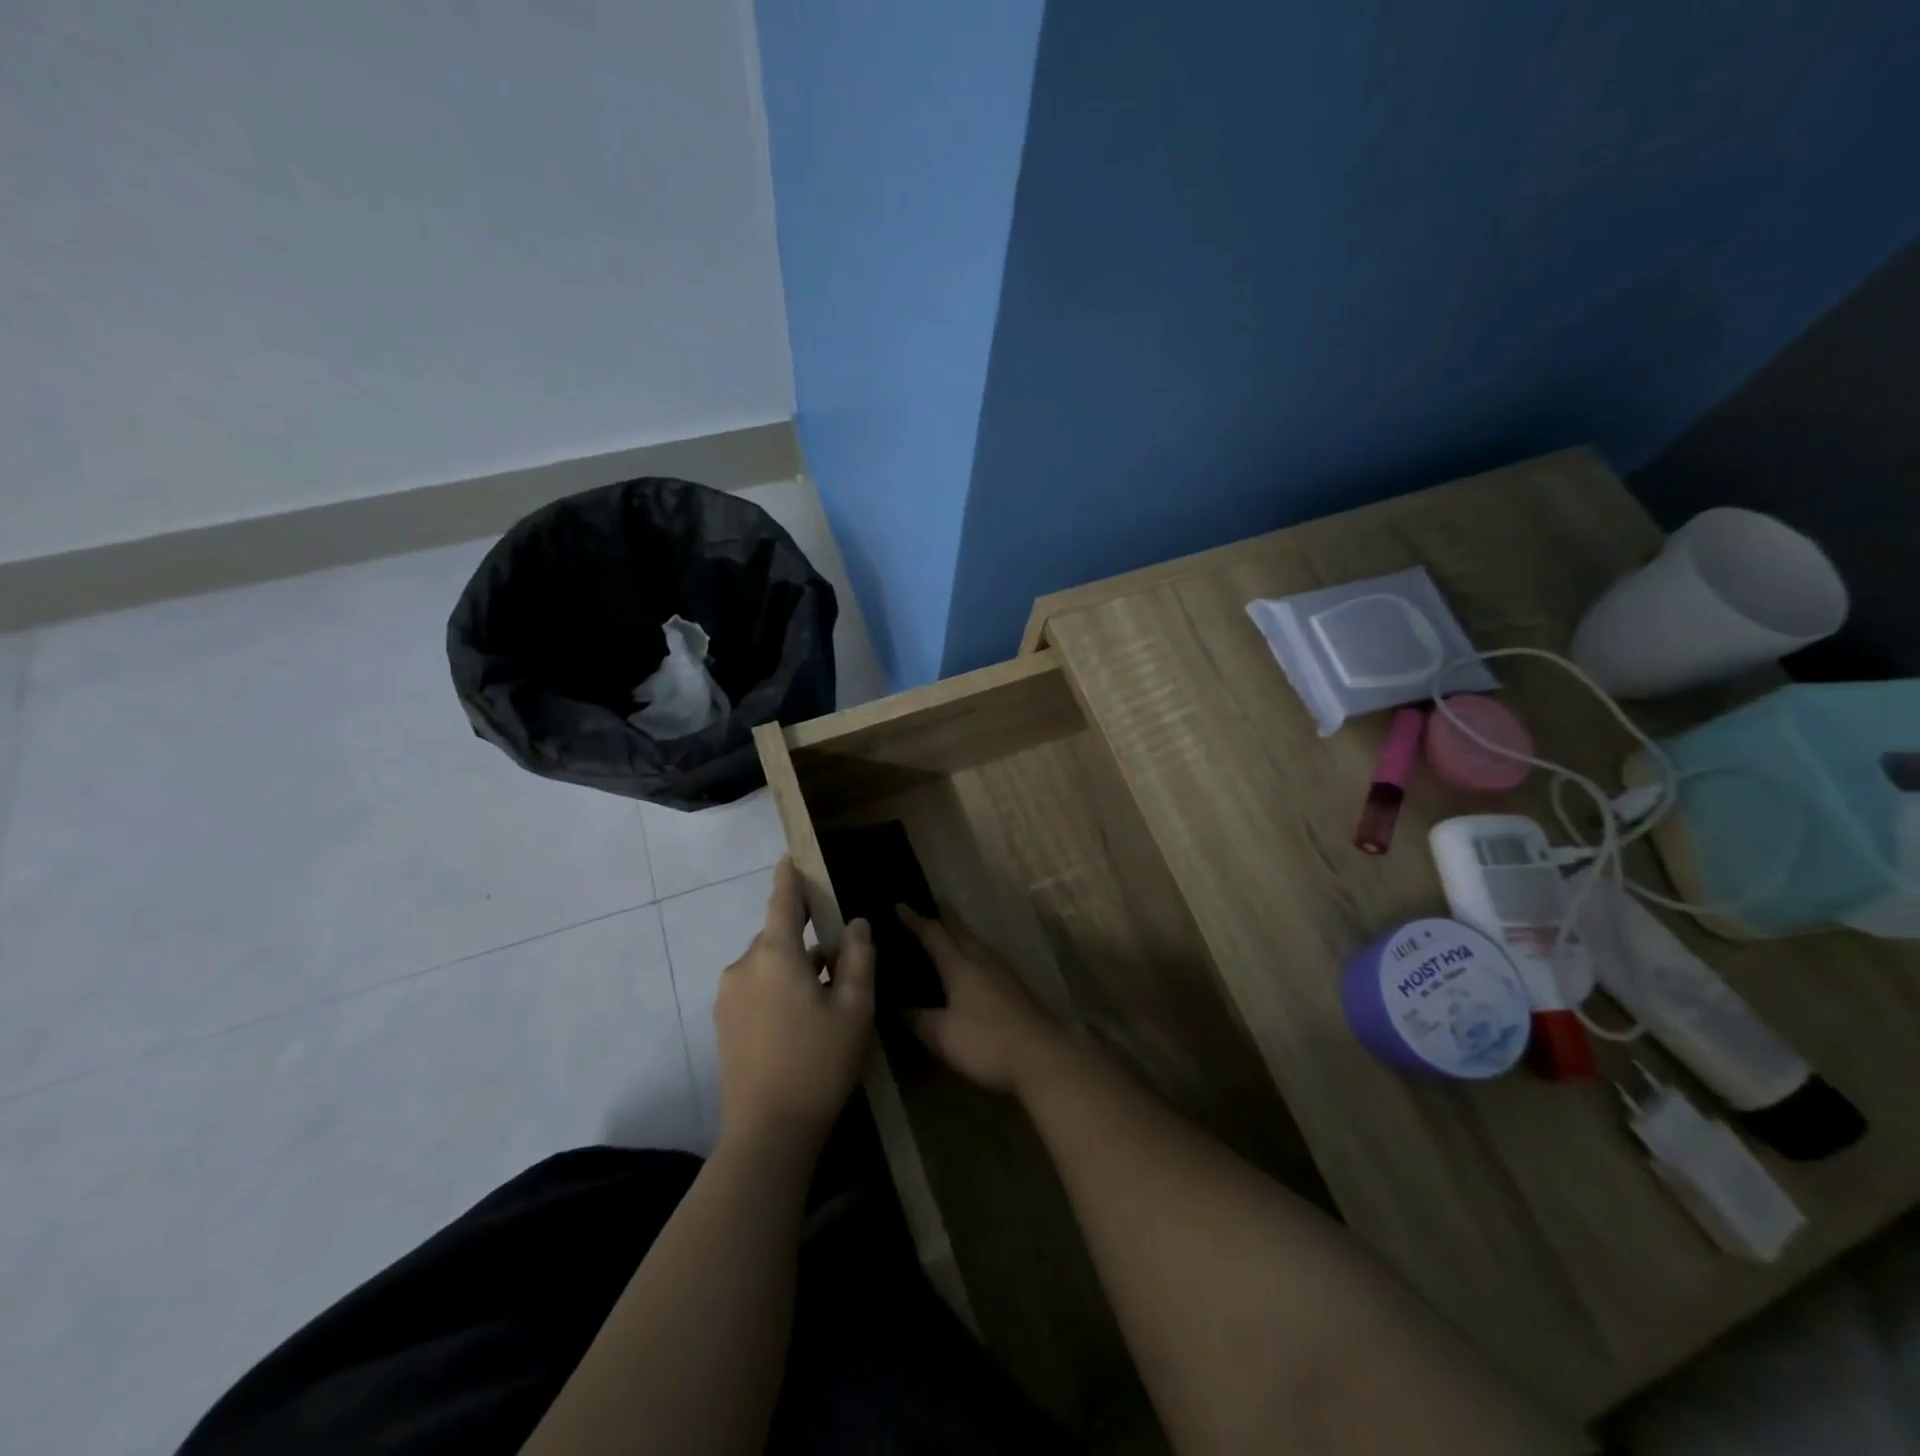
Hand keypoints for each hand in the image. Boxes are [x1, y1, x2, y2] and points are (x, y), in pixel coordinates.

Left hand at [714, 858, 874, 1150]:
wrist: (767, 1134)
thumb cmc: (819, 1063)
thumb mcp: (855, 1008)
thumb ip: (859, 957)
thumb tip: (856, 924)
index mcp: (775, 954)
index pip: (783, 900)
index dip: (789, 876)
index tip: (790, 856)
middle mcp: (743, 966)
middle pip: (778, 936)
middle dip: (805, 938)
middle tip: (840, 961)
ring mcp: (727, 996)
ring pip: (767, 964)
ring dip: (793, 968)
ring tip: (825, 999)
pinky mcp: (723, 1023)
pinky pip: (755, 987)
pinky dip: (778, 989)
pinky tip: (800, 1022)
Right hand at [900, 906, 1067, 1095]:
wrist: (1042, 1056)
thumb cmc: (985, 1041)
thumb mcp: (941, 1035)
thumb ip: (917, 1019)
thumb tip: (898, 1007)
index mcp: (960, 964)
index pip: (933, 934)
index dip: (915, 920)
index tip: (900, 904)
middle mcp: (982, 959)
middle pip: (960, 930)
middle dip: (945, 915)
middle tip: (932, 902)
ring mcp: (1003, 972)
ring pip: (976, 943)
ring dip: (960, 934)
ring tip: (948, 933)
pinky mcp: (1016, 988)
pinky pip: (986, 959)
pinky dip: (972, 953)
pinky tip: (972, 967)